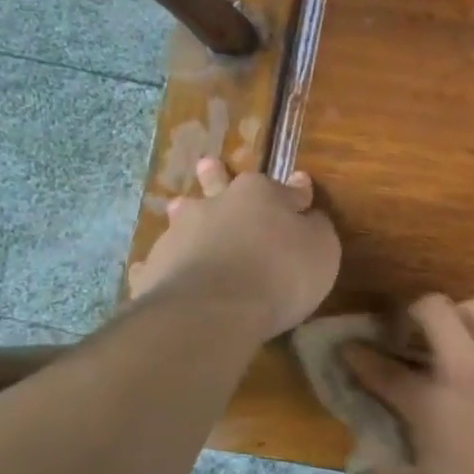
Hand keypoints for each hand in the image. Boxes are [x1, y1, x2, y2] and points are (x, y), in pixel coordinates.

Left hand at [127, 158, 338, 340]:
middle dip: (217, 175)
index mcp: (260, 195)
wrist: (213, 308)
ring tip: (179, 207)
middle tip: (208, 165)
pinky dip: (161, 262)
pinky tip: (153, 269)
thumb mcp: (321, 250)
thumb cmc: (281, 274)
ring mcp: (180, 233)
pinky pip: (158, 261)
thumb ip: (316, 229)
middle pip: (219, 184)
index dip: (296, 191)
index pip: (286, 189)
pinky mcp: (156, 267)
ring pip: (183, 216)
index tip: (300, 186)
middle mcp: (217, 205)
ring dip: (185, 213)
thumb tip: (310, 214)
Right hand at [343, 294, 473, 473]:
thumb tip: (367, 452)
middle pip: (436, 309)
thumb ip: (388, 470)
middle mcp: (468, 372)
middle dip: (418, 312)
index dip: (358, 355)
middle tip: (418, 331)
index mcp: (430, 405)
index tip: (349, 348)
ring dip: (472, 314)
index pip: (382, 369)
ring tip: (470, 332)